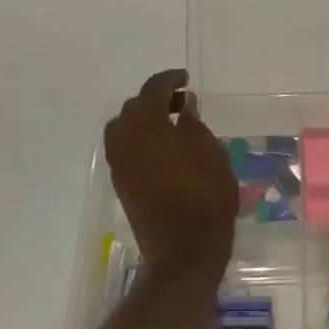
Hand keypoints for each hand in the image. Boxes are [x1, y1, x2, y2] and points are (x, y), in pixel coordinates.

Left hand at [104, 69, 238, 276]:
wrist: (183, 249)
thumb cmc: (204, 194)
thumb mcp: (209, 151)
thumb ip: (193, 123)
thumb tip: (183, 107)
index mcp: (146, 122)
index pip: (154, 88)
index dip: (171, 79)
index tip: (186, 79)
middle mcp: (124, 137)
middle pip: (135, 107)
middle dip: (157, 100)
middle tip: (183, 103)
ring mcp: (118, 163)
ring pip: (125, 128)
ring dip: (146, 121)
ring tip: (173, 127)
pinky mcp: (120, 184)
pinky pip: (126, 150)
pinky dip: (141, 141)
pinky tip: (164, 150)